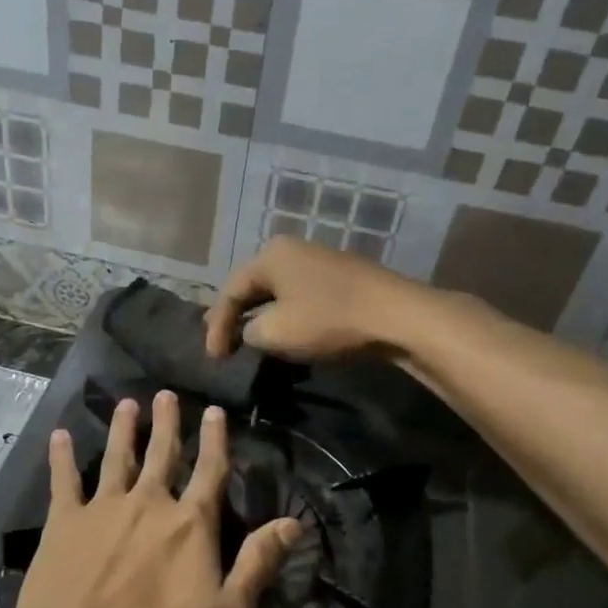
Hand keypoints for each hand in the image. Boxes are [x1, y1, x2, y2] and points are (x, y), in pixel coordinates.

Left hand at [10, 391, 299, 607]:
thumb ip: (259, 564)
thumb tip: (294, 522)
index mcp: (190, 524)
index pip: (211, 472)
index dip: (215, 440)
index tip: (214, 411)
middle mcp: (149, 503)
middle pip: (162, 454)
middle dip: (167, 423)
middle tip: (166, 394)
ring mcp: (103, 509)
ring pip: (117, 457)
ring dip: (124, 429)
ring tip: (127, 403)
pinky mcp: (63, 523)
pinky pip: (63, 480)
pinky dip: (62, 456)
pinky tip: (60, 435)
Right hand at [204, 235, 420, 360]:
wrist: (394, 315)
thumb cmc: (327, 319)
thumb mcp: (276, 332)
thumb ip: (249, 331)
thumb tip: (252, 331)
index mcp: (270, 255)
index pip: (230, 291)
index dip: (216, 326)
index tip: (213, 358)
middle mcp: (291, 249)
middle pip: (252, 286)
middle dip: (235, 316)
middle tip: (221, 343)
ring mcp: (317, 260)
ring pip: (276, 291)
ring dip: (260, 316)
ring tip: (248, 339)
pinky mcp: (339, 277)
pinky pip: (299, 295)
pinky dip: (285, 314)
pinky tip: (285, 331)